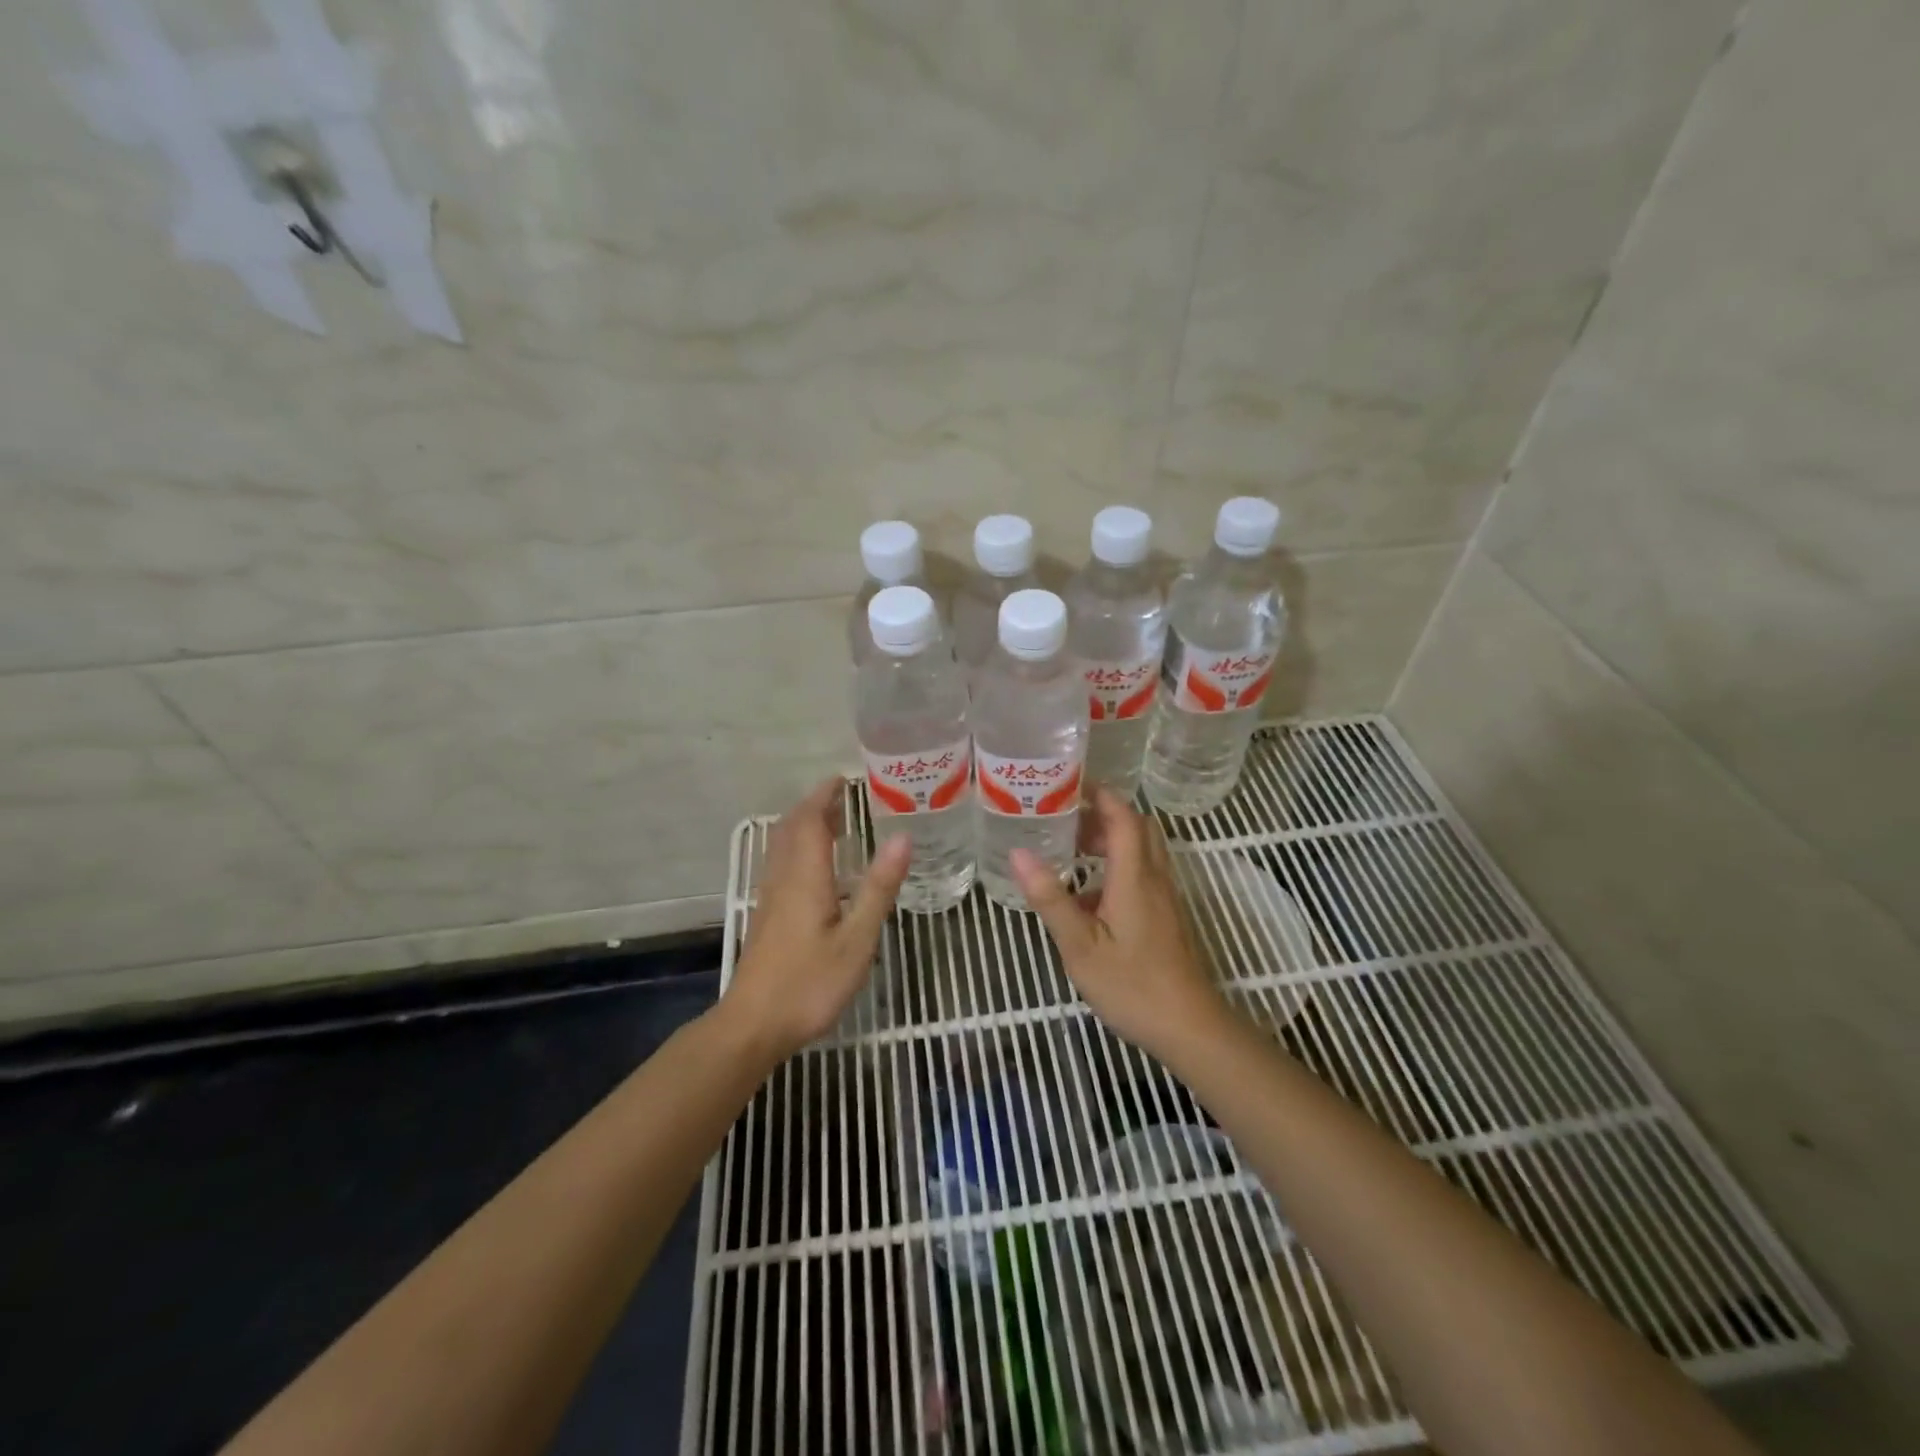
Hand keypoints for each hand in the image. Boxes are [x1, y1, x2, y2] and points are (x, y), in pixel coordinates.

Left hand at [719, 777, 912, 1061]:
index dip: (825, 796)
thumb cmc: (810, 983)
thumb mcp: (857, 939)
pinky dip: (799, 849)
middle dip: (814, 806)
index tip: (844, 780)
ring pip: (783, 847)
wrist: (753, 1025)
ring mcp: (771, 898)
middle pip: (792, 829)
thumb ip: (879, 888)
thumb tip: (903, 838)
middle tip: (842, 797)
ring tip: (832, 822)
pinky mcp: (768, 917)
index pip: (811, 821)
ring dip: (804, 826)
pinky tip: (815, 868)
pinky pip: (781, 865)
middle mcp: (784, 879)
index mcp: (806, 877)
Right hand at [1011, 787, 1229, 1059]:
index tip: (1069, 784)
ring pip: (1143, 851)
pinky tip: (1089, 898)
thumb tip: (1019, 853)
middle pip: (1137, 827)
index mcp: (1134, 876)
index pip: (1123, 817)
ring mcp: (1165, 898)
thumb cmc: (1131, 985)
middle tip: (1066, 818)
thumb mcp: (1080, 945)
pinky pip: (1144, 874)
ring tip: (1072, 851)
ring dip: (1112, 841)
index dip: (1100, 794)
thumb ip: (1050, 898)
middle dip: (1104, 814)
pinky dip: (1118, 867)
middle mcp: (1154, 878)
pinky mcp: (1167, 917)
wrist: (1188, 1027)